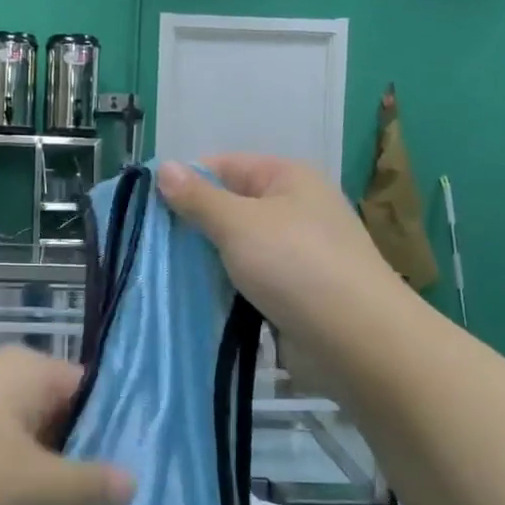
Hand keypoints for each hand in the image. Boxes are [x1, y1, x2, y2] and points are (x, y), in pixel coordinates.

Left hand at [0, 347, 133, 504]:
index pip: (91, 393)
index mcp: (29, 369)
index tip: (120, 485)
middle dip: (68, 464)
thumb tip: (132, 481)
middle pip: (54, 415)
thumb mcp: (28, 486)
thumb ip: (84, 485)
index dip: (109, 437)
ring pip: (15, 436)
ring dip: (28, 477)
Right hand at [157, 155, 404, 340]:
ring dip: (206, 259)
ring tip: (163, 272)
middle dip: (192, 224)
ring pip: (237, 246)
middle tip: (150, 243)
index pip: (224, 165)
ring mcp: (297, 252)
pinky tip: (196, 296)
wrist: (357, 339)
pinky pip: (250, 278)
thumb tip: (164, 168)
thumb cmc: (296, 265)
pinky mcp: (295, 290)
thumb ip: (198, 198)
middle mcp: (294, 208)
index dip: (185, 181)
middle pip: (230, 206)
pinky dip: (226, 284)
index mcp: (287, 177)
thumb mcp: (239, 223)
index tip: (147, 208)